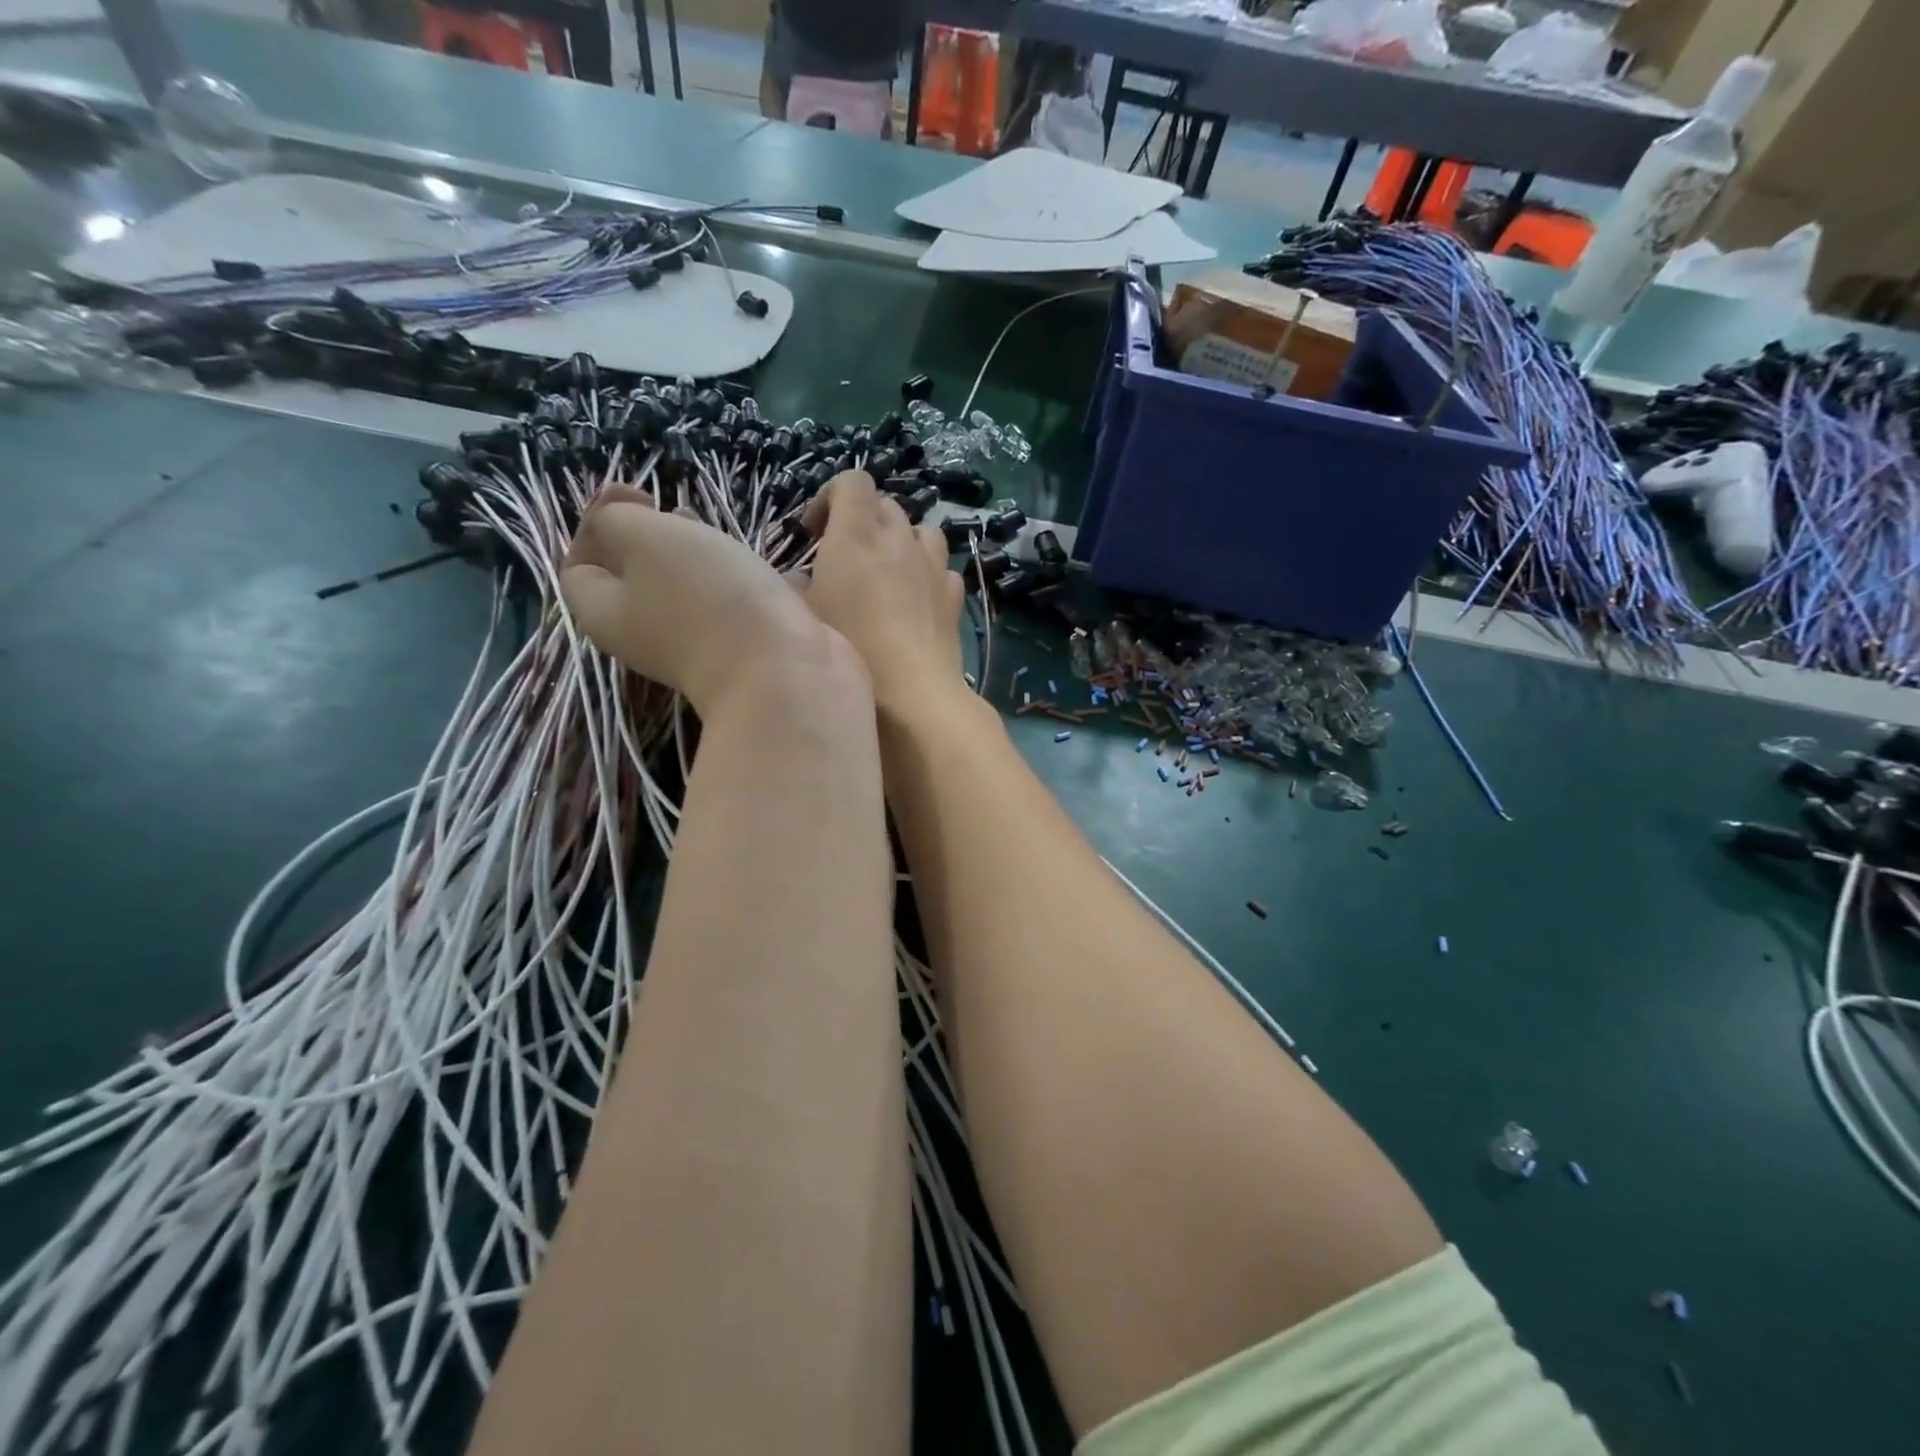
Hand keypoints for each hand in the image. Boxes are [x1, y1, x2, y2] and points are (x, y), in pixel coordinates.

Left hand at [561, 487, 841, 713]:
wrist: (784, 670)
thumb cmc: (706, 598)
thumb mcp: (645, 537)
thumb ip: (615, 517)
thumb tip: (618, 516)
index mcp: (605, 612)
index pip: (578, 566)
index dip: (597, 523)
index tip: (643, 496)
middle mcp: (644, 635)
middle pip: (635, 578)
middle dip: (655, 537)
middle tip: (684, 510)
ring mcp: (697, 646)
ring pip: (688, 590)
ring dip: (704, 558)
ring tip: (726, 534)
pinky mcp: (742, 650)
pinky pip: (734, 607)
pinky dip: (745, 583)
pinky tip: (767, 568)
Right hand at [802, 472, 965, 713]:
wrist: (914, 696)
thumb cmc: (851, 651)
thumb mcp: (804, 618)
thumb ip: (795, 588)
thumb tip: (799, 578)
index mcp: (856, 535)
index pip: (852, 482)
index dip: (831, 497)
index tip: (814, 532)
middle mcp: (899, 540)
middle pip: (886, 505)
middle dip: (863, 520)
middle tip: (844, 558)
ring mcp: (933, 567)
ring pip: (920, 530)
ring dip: (901, 541)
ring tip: (886, 572)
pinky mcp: (954, 596)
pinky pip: (941, 567)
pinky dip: (927, 573)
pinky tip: (916, 599)